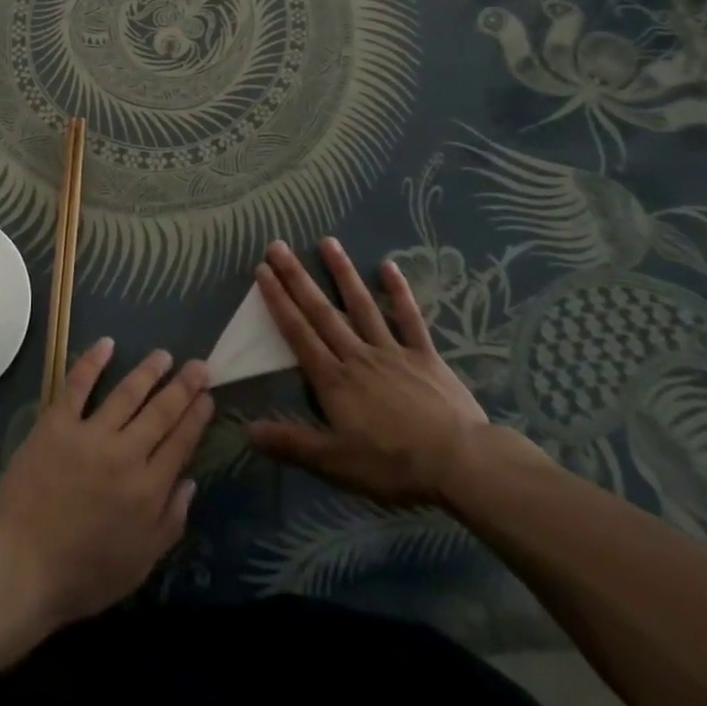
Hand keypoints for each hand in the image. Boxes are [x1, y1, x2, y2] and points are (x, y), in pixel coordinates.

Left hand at [0, 339, 213, 631]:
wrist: (19, 570)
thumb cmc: (82, 576)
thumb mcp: (139, 565)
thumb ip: (169, 522)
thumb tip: (189, 482)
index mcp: (148, 490)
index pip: (181, 442)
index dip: (197, 417)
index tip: (208, 395)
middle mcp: (125, 454)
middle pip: (161, 412)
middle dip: (183, 386)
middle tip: (200, 364)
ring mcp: (90, 435)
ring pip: (127, 393)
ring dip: (148, 371)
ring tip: (163, 354)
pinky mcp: (56, 425)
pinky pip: (77, 386)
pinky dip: (92, 362)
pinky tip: (106, 344)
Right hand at [247, 238, 500, 506]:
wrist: (458, 462)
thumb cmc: (392, 464)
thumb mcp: (335, 463)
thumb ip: (292, 443)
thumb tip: (248, 430)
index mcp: (334, 380)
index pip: (298, 333)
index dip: (279, 302)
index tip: (263, 271)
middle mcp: (358, 355)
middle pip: (322, 312)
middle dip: (297, 278)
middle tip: (278, 246)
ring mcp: (392, 350)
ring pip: (361, 305)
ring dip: (342, 272)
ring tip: (327, 241)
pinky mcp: (423, 354)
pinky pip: (409, 318)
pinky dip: (399, 292)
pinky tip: (389, 266)